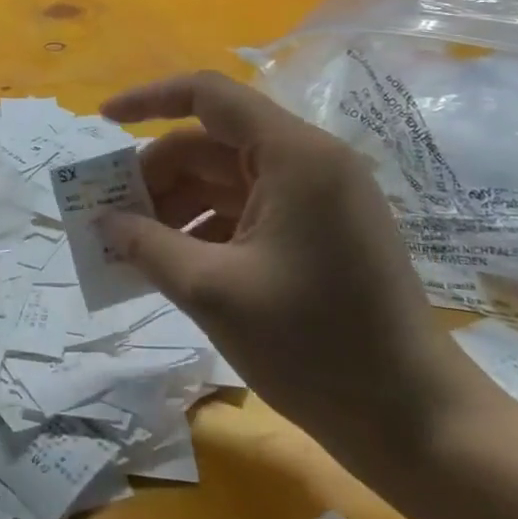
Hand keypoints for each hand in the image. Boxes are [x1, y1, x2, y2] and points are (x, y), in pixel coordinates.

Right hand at [98, 71, 489, 469]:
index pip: (208, 95)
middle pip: (210, 143)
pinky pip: (244, 210)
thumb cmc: (315, 347)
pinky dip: (203, 227)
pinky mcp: (318, 231)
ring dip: (175, 205)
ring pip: (223, 179)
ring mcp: (316, 198)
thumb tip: (101, 221)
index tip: (101, 122)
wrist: (416, 423)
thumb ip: (147, 245)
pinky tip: (173, 264)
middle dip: (155, 175)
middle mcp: (308, 162)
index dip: (148, 99)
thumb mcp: (213, 291)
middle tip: (110, 214)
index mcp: (293, 156)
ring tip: (133, 247)